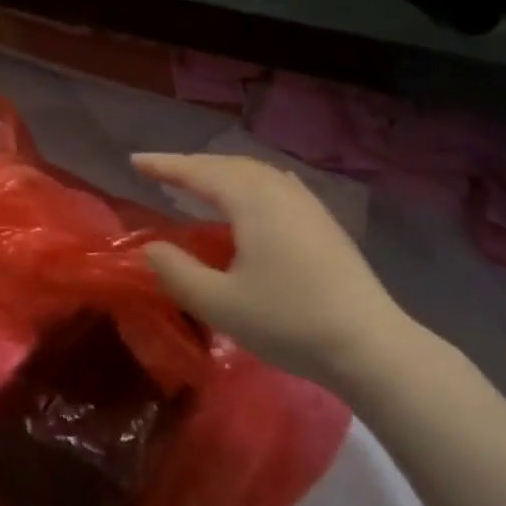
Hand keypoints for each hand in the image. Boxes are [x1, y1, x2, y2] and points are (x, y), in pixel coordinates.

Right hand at [131, 153, 424, 391]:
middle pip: (226, 165)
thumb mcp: (220, 304)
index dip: (164, 165)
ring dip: (219, 172)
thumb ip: (176, 272)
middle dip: (190, 165)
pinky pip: (273, 184)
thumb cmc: (290, 321)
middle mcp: (278, 189)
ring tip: (197, 183)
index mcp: (251, 200)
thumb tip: (150, 247)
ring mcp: (306, 202)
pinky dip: (247, 182)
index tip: (134, 161)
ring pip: (253, 172)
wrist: (370, 345)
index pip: (198, 171)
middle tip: (159, 172)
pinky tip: (250, 196)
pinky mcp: (322, 220)